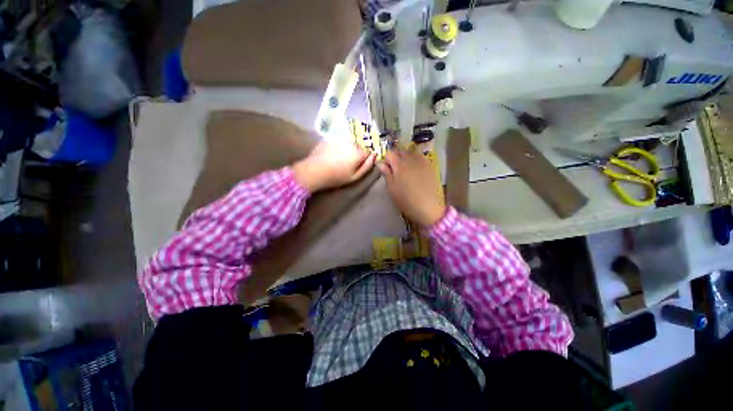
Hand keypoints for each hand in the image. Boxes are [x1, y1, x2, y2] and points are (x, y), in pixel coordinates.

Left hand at [292, 140, 375, 191]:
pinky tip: (333, 154)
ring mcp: (340, 138)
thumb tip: (374, 155)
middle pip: (360, 145)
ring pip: (350, 142)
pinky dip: (339, 146)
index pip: (369, 151)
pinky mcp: (331, 137)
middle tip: (349, 162)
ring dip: (348, 148)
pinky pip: (340, 141)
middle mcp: (351, 142)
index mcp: (359, 152)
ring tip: (339, 159)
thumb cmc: (336, 176)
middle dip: (357, 152)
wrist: (314, 170)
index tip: (360, 163)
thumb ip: (367, 166)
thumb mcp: (355, 177)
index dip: (366, 157)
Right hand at [377, 149, 445, 227]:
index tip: (387, 168)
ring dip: (406, 158)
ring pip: (411, 153)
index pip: (389, 154)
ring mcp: (422, 162)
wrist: (428, 208)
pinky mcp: (430, 166)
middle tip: (396, 170)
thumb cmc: (406, 200)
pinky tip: (416, 169)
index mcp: (399, 165)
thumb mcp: (392, 189)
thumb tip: (380, 163)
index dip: (386, 160)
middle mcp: (410, 160)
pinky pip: (421, 157)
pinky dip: (416, 159)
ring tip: (406, 169)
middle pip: (400, 152)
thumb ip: (386, 174)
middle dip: (396, 157)